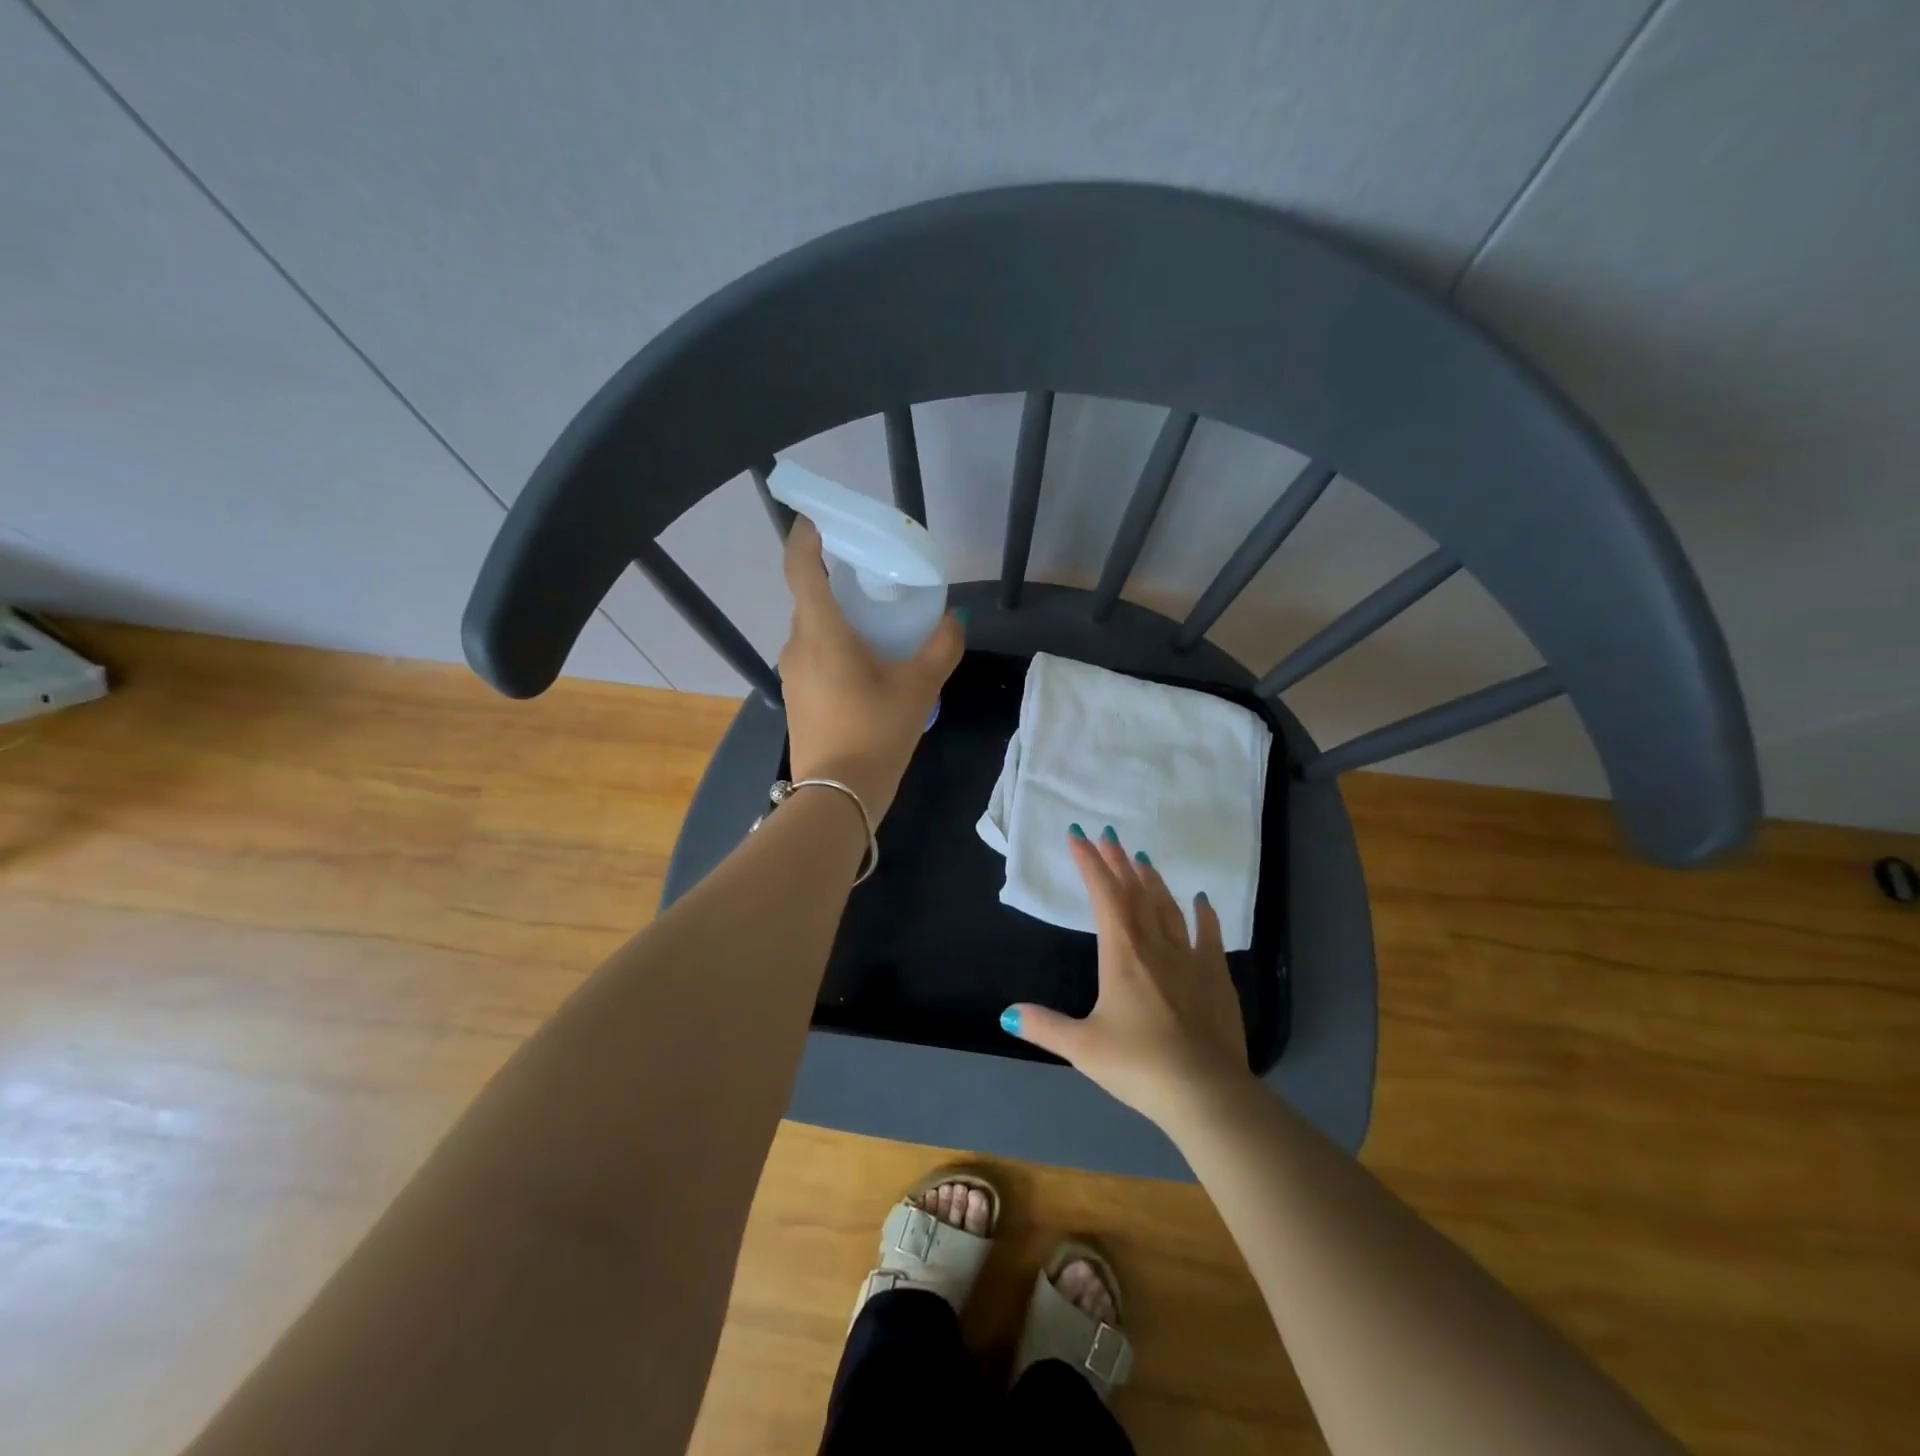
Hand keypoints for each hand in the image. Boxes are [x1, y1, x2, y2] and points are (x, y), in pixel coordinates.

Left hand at [778, 516, 962, 820]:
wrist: (838, 796)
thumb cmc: (876, 731)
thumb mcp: (919, 687)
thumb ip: (940, 647)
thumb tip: (953, 621)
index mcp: (821, 632)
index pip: (801, 568)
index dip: (806, 537)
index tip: (819, 519)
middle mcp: (797, 645)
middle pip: (810, 599)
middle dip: (835, 581)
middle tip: (872, 577)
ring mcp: (792, 675)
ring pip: (813, 631)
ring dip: (838, 619)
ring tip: (876, 625)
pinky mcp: (797, 698)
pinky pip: (814, 656)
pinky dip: (835, 647)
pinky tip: (866, 666)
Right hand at [1002, 826, 1253, 1128]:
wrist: (1205, 1091)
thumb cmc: (1138, 1064)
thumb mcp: (1083, 1047)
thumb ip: (1044, 1027)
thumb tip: (1007, 1015)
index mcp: (1122, 954)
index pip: (1102, 896)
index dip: (1089, 863)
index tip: (1078, 836)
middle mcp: (1155, 945)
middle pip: (1135, 892)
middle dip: (1118, 862)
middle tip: (1108, 837)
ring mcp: (1190, 958)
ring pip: (1169, 907)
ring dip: (1153, 881)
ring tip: (1142, 859)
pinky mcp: (1216, 977)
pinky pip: (1209, 936)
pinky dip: (1204, 915)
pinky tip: (1202, 902)